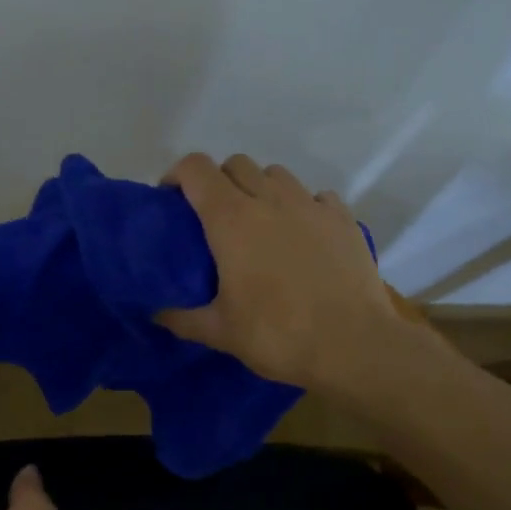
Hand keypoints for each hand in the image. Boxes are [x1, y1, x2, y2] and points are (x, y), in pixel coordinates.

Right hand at [157, 153, 398, 394]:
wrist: (353, 345)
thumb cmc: (277, 334)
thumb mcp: (220, 332)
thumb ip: (182, 318)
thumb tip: (156, 314)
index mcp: (231, 219)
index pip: (196, 168)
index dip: (178, 176)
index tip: (173, 201)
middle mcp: (269, 199)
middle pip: (236, 164)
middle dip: (219, 181)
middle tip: (215, 219)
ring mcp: (310, 205)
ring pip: (276, 174)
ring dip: (260, 189)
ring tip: (260, 224)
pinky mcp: (343, 219)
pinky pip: (315, 196)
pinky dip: (302, 207)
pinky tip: (302, 237)